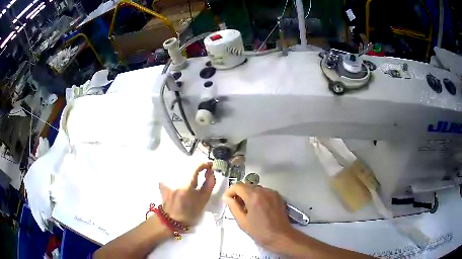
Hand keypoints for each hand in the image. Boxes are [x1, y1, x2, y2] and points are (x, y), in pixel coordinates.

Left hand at [159, 162, 215, 225]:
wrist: (172, 219)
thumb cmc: (190, 211)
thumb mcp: (204, 199)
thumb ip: (210, 182)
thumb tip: (210, 170)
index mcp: (186, 184)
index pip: (196, 164)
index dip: (205, 163)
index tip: (210, 166)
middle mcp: (175, 178)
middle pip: (188, 163)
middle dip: (197, 165)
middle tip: (204, 170)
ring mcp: (167, 178)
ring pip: (181, 165)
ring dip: (189, 168)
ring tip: (194, 175)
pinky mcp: (163, 179)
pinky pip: (174, 170)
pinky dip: (181, 171)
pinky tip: (184, 178)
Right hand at [223, 183, 292, 250]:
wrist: (281, 236)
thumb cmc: (260, 232)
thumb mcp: (242, 221)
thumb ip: (233, 207)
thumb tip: (226, 197)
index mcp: (253, 196)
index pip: (237, 186)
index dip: (230, 192)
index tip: (227, 200)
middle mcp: (264, 191)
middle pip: (247, 186)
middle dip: (239, 193)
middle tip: (236, 206)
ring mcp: (272, 193)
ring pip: (256, 188)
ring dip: (249, 195)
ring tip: (248, 208)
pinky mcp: (278, 196)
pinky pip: (264, 192)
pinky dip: (259, 196)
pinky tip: (259, 208)